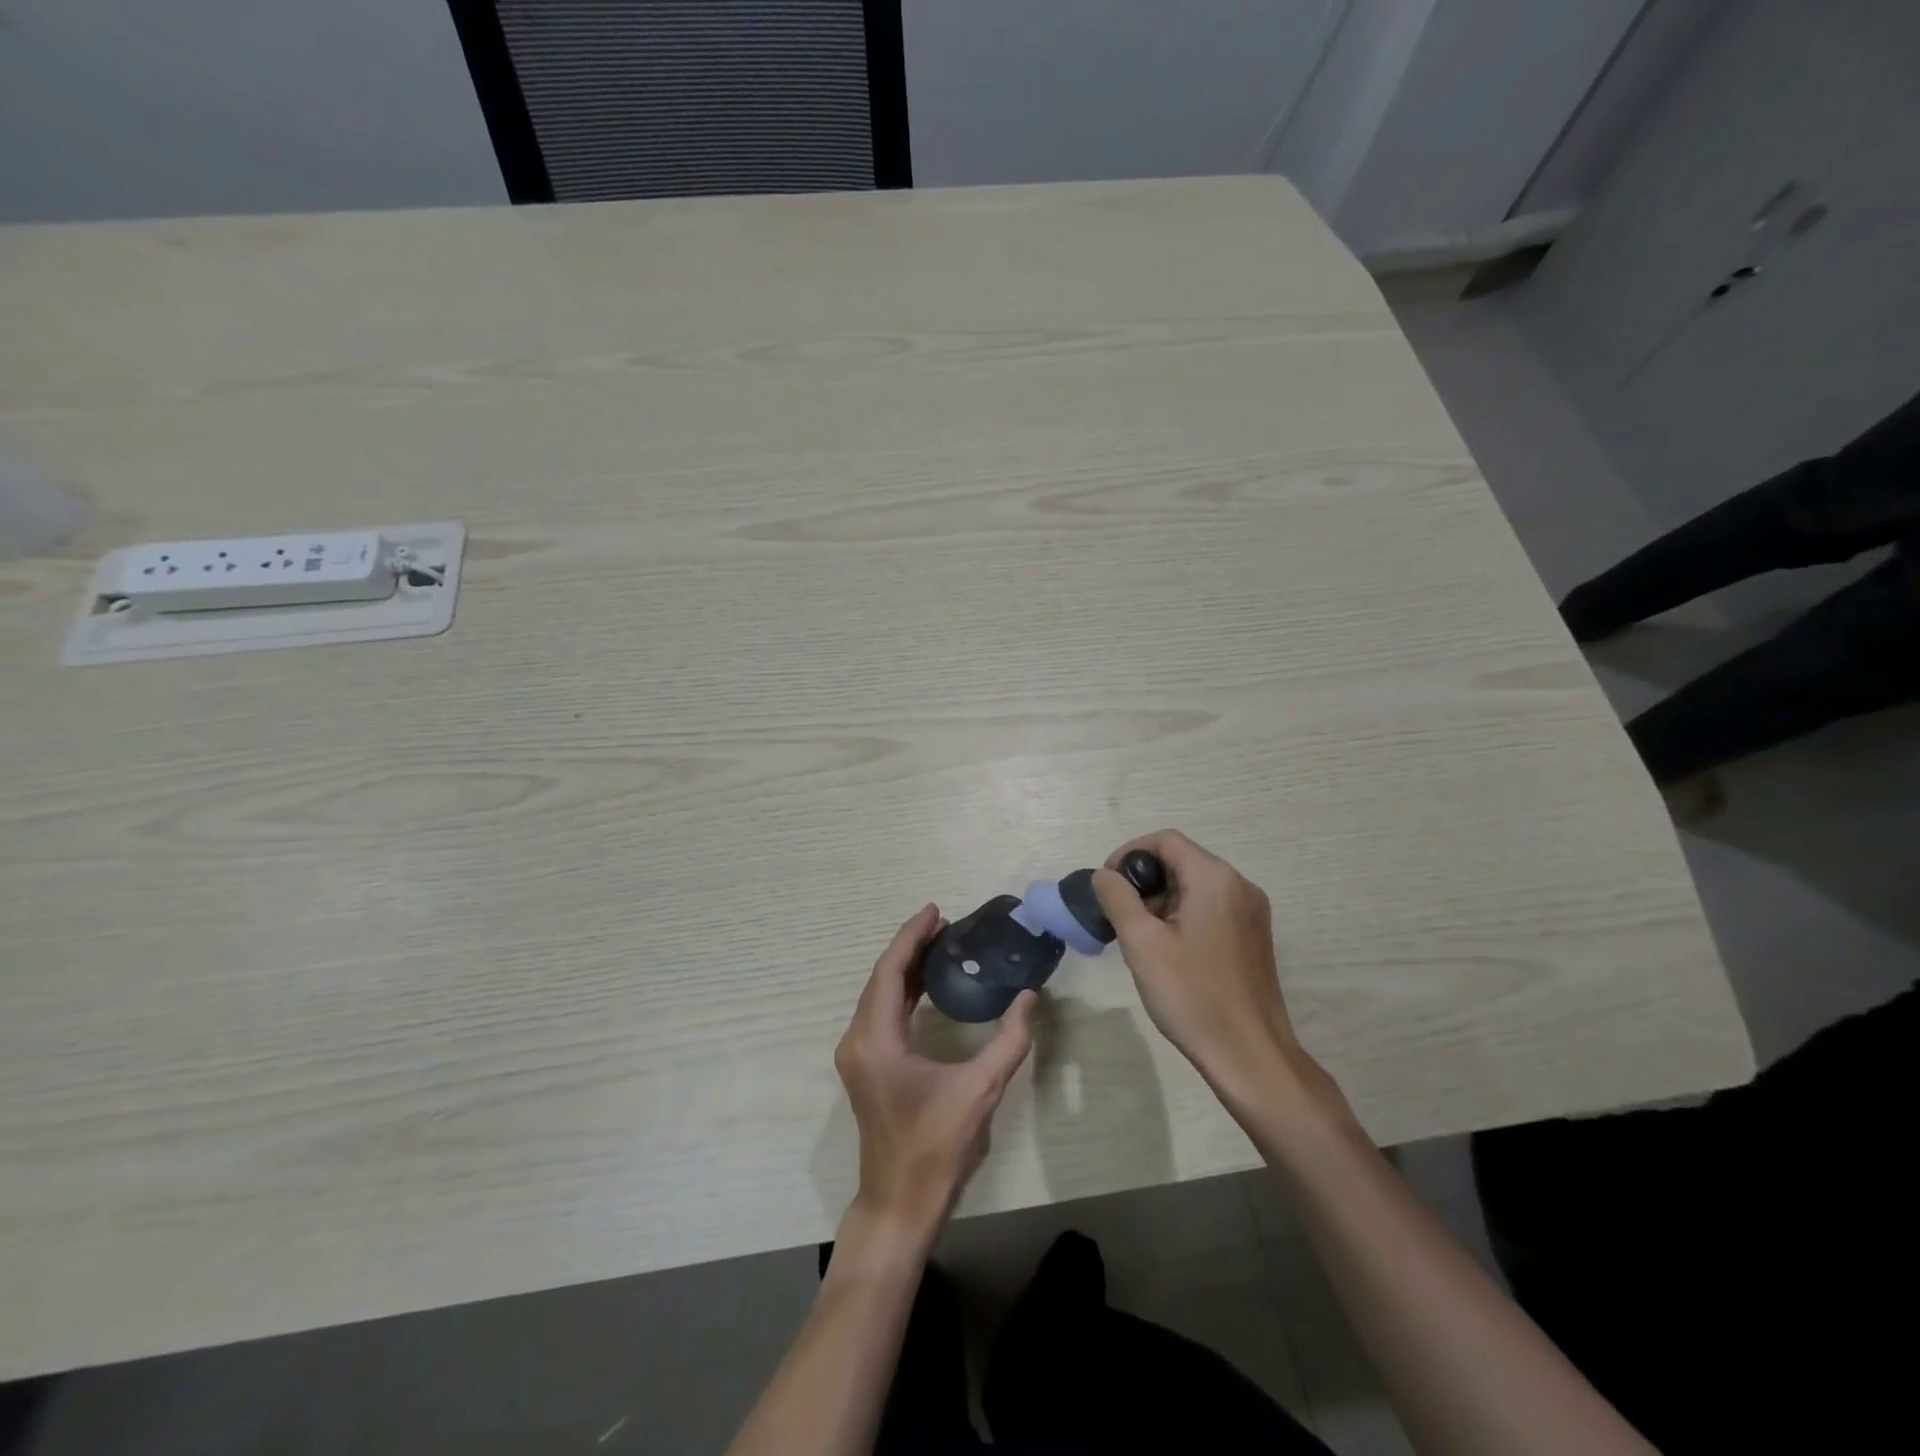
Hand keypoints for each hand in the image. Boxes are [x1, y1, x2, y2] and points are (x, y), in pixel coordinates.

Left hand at [834, 905, 1036, 1248]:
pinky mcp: (866, 1065)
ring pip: (879, 994)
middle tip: (946, 923)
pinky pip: (881, 1012)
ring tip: (940, 944)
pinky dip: (902, 991)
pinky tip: (928, 984)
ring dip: (906, 967)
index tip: (936, 910)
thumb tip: (1029, 996)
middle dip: (911, 946)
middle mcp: (857, 1039)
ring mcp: (857, 1053)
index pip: (890, 971)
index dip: (912, 936)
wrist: (899, 1203)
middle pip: (881, 977)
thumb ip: (1008, 1041)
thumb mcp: (979, 1092)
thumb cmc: (935, 1148)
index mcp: (875, 1039)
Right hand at [1093, 831, 1328, 1110]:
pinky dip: (1182, 916)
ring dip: (1161, 900)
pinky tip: (1168, 951)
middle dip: (1144, 881)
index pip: (1165, 840)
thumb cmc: (1193, 995)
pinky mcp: (1253, 937)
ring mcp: (1251, 913)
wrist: (1250, 1056)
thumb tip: (1104, 875)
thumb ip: (1117, 898)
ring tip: (1139, 938)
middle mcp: (1240, 886)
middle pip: (1181, 861)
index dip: (1129, 854)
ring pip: (1195, 886)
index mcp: (1215, 878)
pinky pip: (1211, 908)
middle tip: (1119, 916)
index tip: (1107, 886)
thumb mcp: (1142, 943)